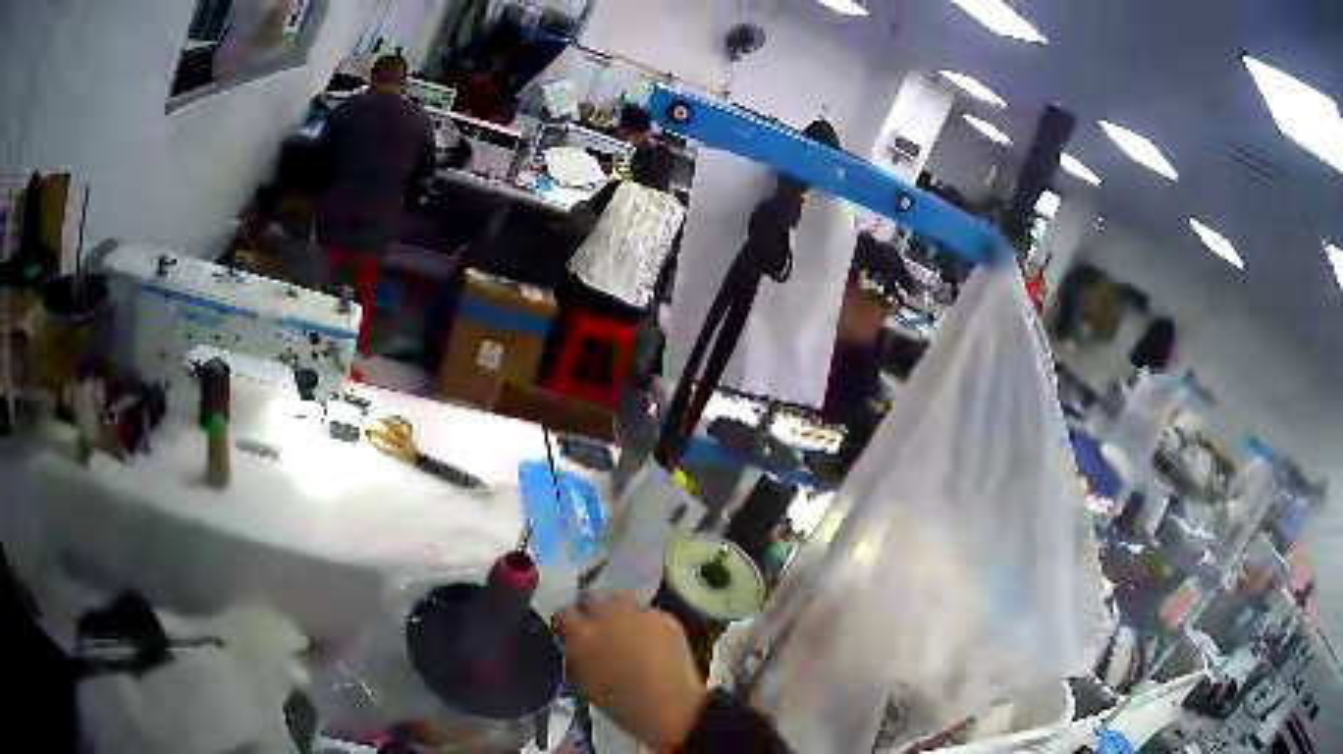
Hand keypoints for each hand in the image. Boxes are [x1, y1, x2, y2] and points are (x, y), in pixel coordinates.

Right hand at [555, 594, 707, 752]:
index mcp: (583, 635)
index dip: (567, 623)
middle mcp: (608, 615)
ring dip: (617, 609)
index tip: (570, 632)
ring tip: (623, 628)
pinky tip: (649, 638)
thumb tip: (571, 643)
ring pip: (620, 598)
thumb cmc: (622, 705)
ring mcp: (639, 613)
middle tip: (597, 628)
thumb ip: (575, 656)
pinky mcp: (664, 617)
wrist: (672, 707)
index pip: (564, 613)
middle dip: (591, 610)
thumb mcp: (584, 683)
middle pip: (592, 598)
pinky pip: (647, 612)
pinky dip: (643, 621)